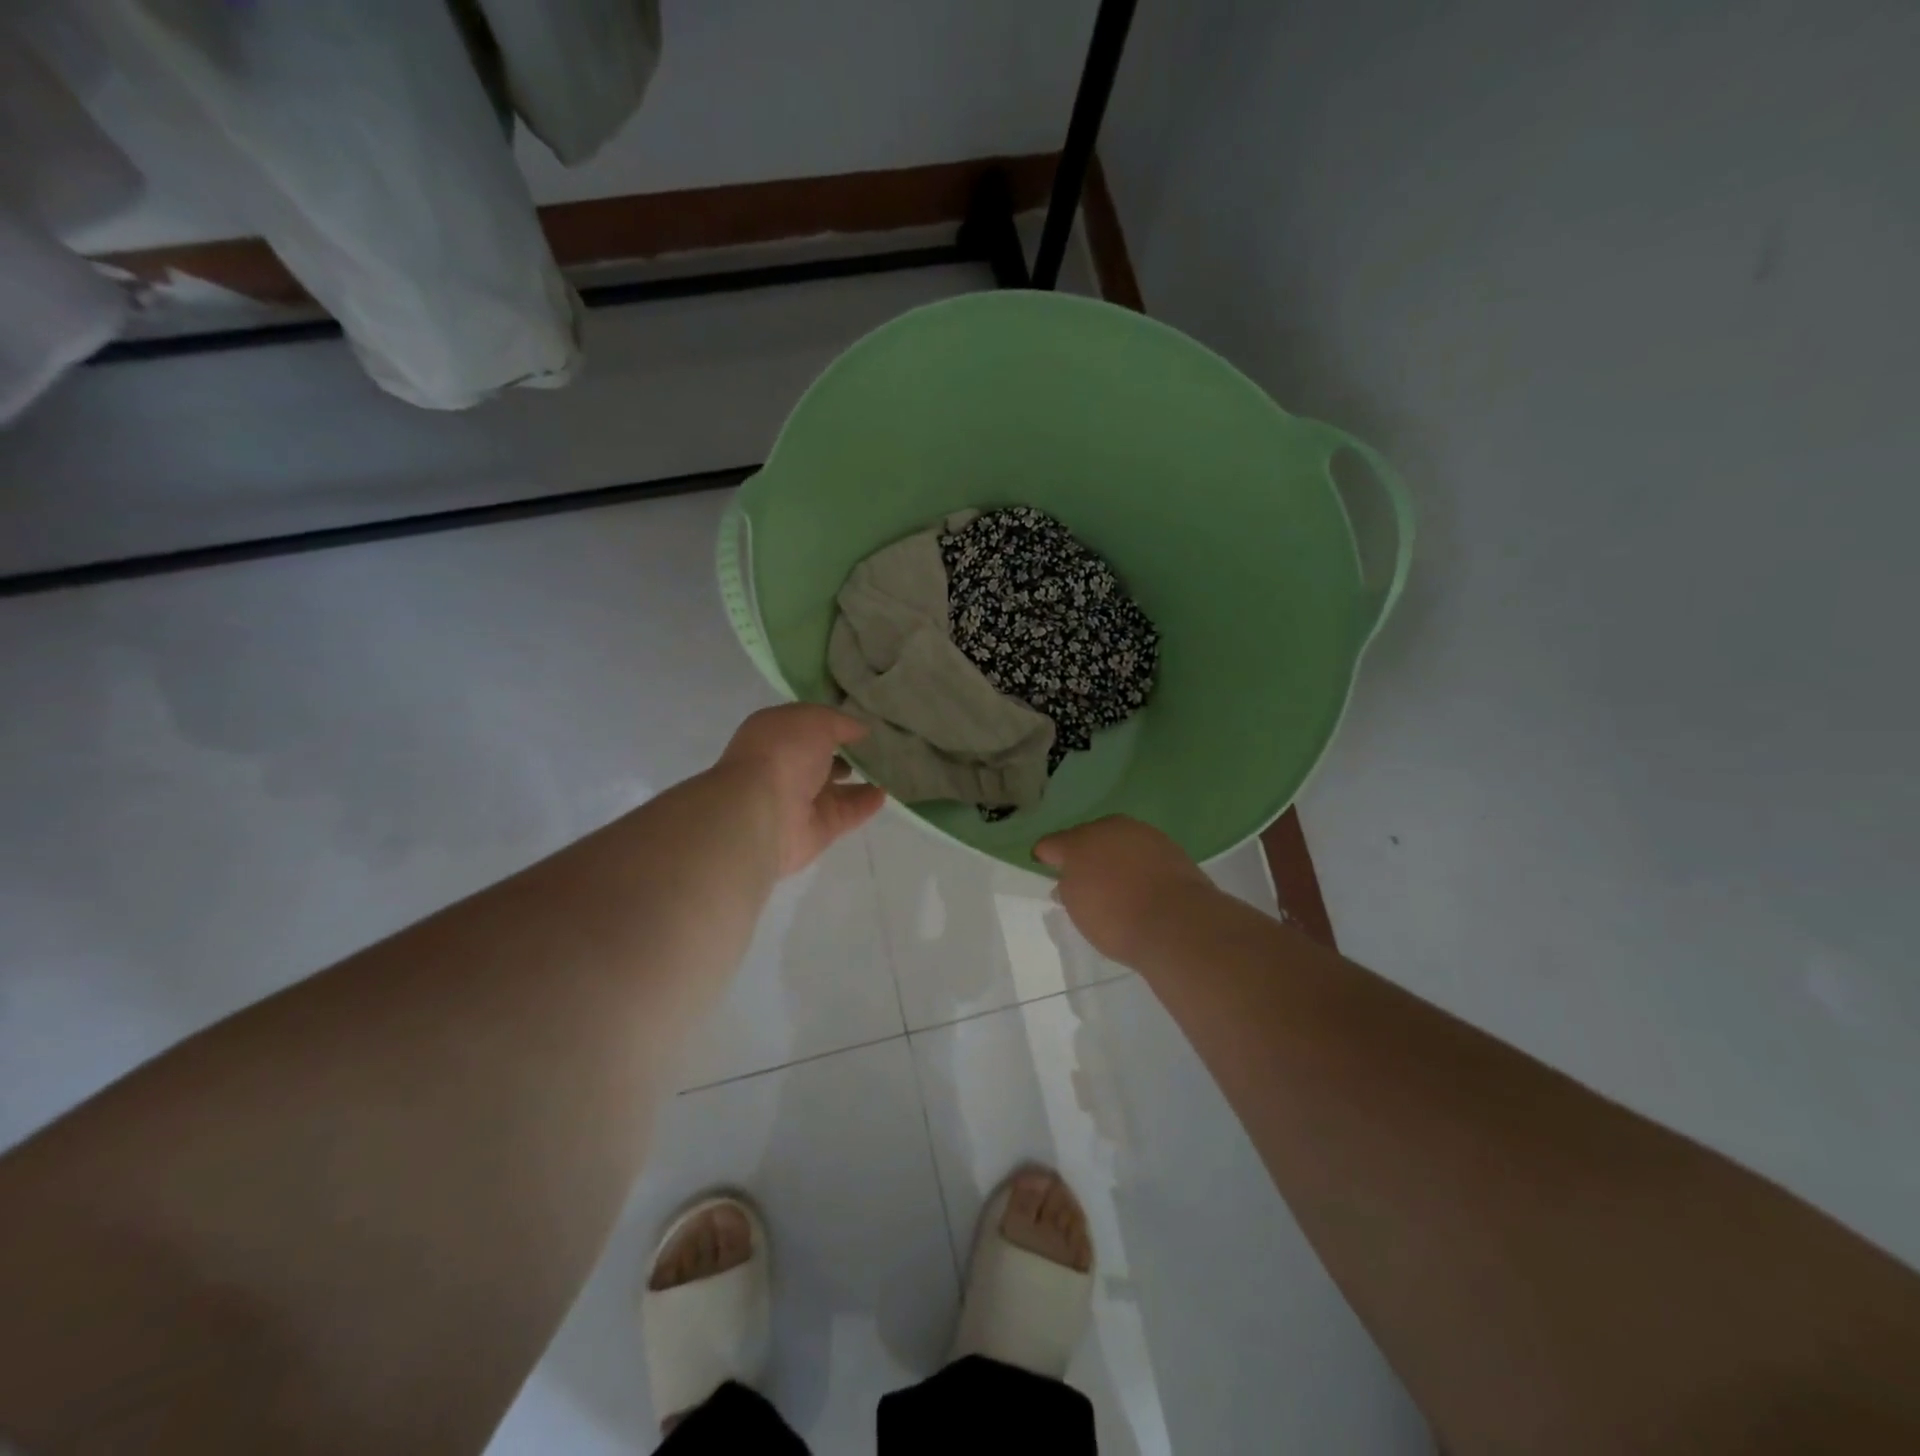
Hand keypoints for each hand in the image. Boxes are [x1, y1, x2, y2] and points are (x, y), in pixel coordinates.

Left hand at [718, 705, 885, 875]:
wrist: (763, 813)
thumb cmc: (783, 754)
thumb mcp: (815, 720)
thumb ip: (840, 722)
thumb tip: (860, 731)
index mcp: (775, 735)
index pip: (807, 726)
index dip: (833, 723)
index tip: (864, 721)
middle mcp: (785, 767)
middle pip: (821, 759)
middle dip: (847, 752)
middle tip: (882, 746)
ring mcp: (800, 801)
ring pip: (836, 789)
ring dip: (861, 779)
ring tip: (892, 768)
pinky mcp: (818, 830)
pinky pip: (847, 813)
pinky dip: (866, 804)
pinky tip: (886, 792)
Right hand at [1035, 816, 1214, 961]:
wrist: (1178, 923)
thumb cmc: (1116, 919)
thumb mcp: (1078, 911)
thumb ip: (1067, 889)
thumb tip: (1067, 881)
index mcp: (1077, 842)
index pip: (1050, 844)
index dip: (1045, 857)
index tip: (1046, 869)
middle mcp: (1107, 828)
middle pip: (1086, 837)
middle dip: (1082, 853)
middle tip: (1084, 878)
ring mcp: (1141, 832)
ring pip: (1117, 840)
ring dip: (1112, 855)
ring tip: (1117, 882)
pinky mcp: (1169, 844)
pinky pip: (1142, 850)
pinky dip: (1137, 862)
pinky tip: (1142, 882)